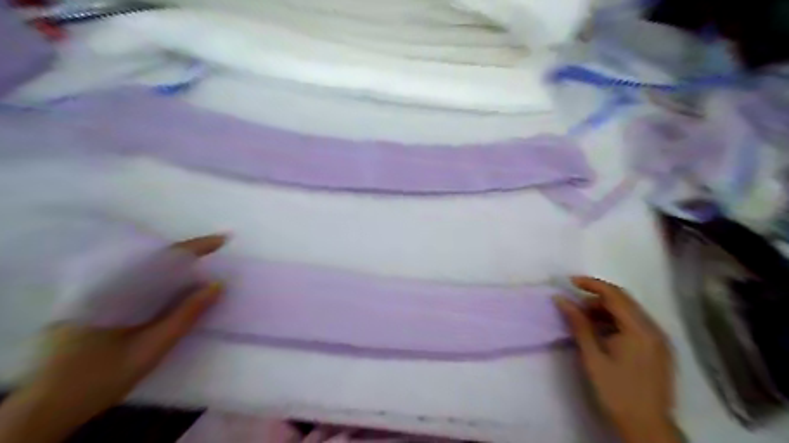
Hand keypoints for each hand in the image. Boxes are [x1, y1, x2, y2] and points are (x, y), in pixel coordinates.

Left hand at [0, 235, 226, 442]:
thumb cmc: (101, 377)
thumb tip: (217, 285)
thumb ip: (185, 315)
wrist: (48, 408)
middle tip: (215, 254)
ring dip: (173, 269)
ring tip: (201, 269)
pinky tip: (173, 290)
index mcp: (113, 290)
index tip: (222, 239)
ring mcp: (96, 295)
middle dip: (185, 255)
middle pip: (152, 260)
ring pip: (143, 271)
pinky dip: (159, 283)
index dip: (194, 248)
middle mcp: (102, 285)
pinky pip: (134, 284)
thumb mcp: (151, 348)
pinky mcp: (95, 306)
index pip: (161, 259)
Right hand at [554, 277, 678, 442]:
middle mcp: (654, 330)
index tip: (570, 282)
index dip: (592, 284)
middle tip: (574, 307)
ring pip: (630, 313)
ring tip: (584, 322)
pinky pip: (636, 325)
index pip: (615, 295)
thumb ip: (578, 324)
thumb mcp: (592, 357)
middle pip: (624, 302)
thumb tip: (561, 300)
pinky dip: (616, 322)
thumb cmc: (616, 391)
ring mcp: (659, 340)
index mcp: (639, 330)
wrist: (647, 427)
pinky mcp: (659, 350)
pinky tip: (602, 334)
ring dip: (606, 311)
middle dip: (597, 299)